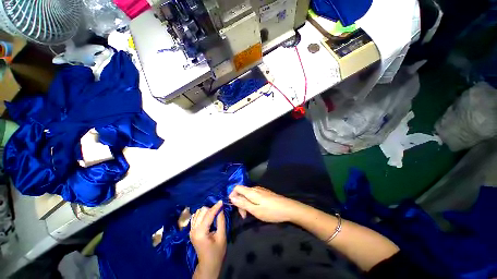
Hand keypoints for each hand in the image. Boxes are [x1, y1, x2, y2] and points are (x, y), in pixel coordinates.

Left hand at [190, 201, 225, 278]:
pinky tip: (208, 217)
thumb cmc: (217, 252)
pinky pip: (196, 216)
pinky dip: (202, 214)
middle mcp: (193, 229)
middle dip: (211, 209)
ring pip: (198, 212)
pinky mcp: (191, 230)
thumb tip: (221, 208)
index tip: (222, 201)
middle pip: (202, 211)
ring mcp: (191, 230)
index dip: (216, 207)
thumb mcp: (222, 236)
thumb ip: (221, 221)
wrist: (208, 264)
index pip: (208, 214)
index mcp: (200, 232)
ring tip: (214, 214)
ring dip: (207, 211)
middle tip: (219, 211)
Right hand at [229, 186, 300, 222]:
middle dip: (240, 203)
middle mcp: (255, 188)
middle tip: (244, 216)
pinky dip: (251, 202)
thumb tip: (231, 197)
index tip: (235, 207)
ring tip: (250, 214)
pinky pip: (254, 195)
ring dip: (245, 203)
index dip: (232, 195)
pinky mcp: (265, 193)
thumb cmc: (271, 211)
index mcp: (251, 191)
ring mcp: (260, 190)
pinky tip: (257, 209)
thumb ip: (243, 203)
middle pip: (242, 192)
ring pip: (248, 194)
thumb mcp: (255, 210)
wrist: (288, 209)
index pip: (237, 187)